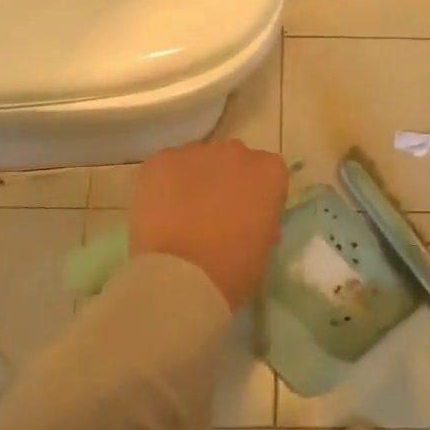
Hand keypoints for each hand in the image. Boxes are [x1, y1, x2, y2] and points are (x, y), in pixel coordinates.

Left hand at [129, 139, 288, 309]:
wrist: (180, 277)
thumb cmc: (232, 270)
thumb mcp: (262, 249)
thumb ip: (261, 222)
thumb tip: (249, 218)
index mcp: (269, 172)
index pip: (267, 174)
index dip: (256, 195)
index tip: (247, 216)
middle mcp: (236, 152)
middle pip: (233, 161)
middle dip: (226, 181)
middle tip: (213, 214)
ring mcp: (196, 152)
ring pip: (198, 161)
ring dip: (195, 180)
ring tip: (181, 214)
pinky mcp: (161, 160)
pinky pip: (166, 166)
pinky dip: (164, 184)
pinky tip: (160, 211)